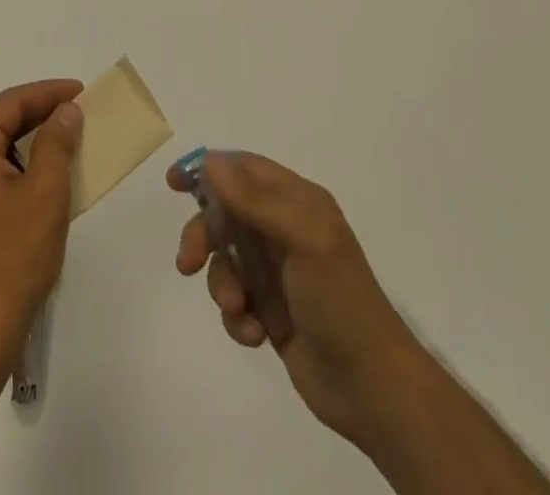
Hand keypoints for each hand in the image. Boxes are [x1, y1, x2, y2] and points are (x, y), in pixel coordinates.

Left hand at [0, 80, 82, 372]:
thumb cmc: (14, 256)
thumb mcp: (45, 192)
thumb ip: (56, 142)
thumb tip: (66, 110)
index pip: (10, 103)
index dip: (48, 93)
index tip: (81, 90)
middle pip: (0, 121)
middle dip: (40, 114)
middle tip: (78, 111)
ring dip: (31, 140)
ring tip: (68, 137)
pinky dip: (19, 165)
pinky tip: (47, 171)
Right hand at [170, 152, 424, 449]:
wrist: (374, 389)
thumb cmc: (340, 301)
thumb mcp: (303, 238)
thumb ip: (254, 199)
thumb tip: (209, 160)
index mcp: (298, 202)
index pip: (244, 169)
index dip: (208, 170)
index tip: (175, 182)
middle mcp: (285, 229)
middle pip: (225, 213)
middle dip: (203, 236)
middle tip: (186, 260)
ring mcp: (277, 271)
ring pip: (225, 259)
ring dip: (221, 282)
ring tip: (236, 309)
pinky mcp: (271, 310)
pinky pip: (235, 299)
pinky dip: (236, 315)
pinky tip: (254, 334)